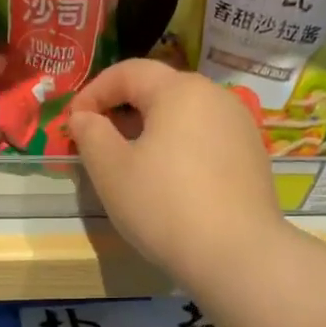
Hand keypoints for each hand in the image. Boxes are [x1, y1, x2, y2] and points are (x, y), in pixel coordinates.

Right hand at [68, 59, 289, 289]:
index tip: (73, 122)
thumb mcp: (111, 171)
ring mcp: (240, 127)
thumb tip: (84, 118)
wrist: (236, 254)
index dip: (93, 92)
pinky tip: (169, 182)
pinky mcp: (252, 157)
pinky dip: (179, 149)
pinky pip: (205, 140)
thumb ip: (91, 134)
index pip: (129, 71)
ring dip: (151, 131)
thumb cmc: (164, 206)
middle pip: (160, 91)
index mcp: (180, 90)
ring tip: (131, 165)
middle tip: (98, 144)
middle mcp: (216, 97)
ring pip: (184, 116)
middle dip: (123, 111)